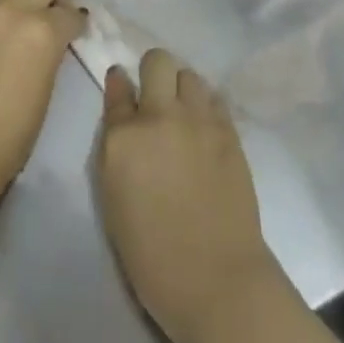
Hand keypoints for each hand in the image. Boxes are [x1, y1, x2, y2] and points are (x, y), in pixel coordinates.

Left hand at [0, 0, 84, 204]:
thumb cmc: (11, 135)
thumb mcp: (47, 87)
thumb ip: (54, 50)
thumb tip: (58, 35)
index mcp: (42, 30)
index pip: (71, 12)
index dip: (77, 24)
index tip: (77, 33)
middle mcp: (15, 8)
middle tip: (55, 17)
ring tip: (31, 11)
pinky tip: (6, 21)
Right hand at [97, 49, 280, 342]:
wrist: (215, 280)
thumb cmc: (152, 255)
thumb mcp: (114, 199)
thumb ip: (116, 148)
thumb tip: (124, 114)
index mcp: (123, 139)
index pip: (117, 88)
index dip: (120, 85)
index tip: (123, 89)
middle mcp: (160, 117)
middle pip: (157, 61)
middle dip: (154, 73)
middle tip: (156, 100)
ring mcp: (199, 120)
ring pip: (189, 74)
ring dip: (182, 89)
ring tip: (184, 116)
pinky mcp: (228, 131)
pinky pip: (214, 98)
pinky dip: (206, 107)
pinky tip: (205, 129)